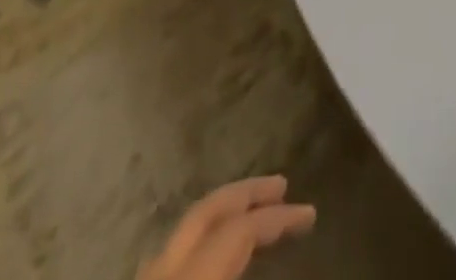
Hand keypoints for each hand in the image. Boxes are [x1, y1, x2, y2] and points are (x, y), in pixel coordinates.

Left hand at [136, 176, 315, 279]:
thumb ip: (239, 265)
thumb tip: (280, 256)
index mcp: (189, 275)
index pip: (238, 230)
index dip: (277, 218)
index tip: (310, 213)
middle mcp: (161, 269)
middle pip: (206, 213)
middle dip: (247, 193)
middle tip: (282, 185)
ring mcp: (145, 279)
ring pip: (185, 231)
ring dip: (224, 214)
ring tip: (253, 215)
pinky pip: (173, 255)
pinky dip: (202, 241)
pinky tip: (215, 255)